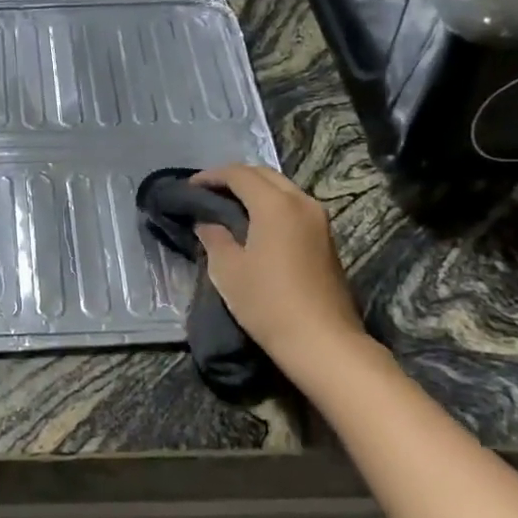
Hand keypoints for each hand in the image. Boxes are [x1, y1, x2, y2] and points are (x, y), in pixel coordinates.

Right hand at [191, 165, 362, 363]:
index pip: (239, 174)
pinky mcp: (327, 240)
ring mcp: (319, 221)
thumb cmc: (268, 303)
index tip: (190, 187)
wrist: (324, 343)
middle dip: (235, 178)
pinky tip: (256, 224)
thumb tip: (207, 223)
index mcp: (275, 204)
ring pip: (283, 189)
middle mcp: (301, 202)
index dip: (211, 176)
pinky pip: (294, 207)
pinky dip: (272, 206)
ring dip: (256, 191)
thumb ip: (214, 237)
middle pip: (264, 175)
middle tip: (209, 192)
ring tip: (230, 206)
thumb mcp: (228, 270)